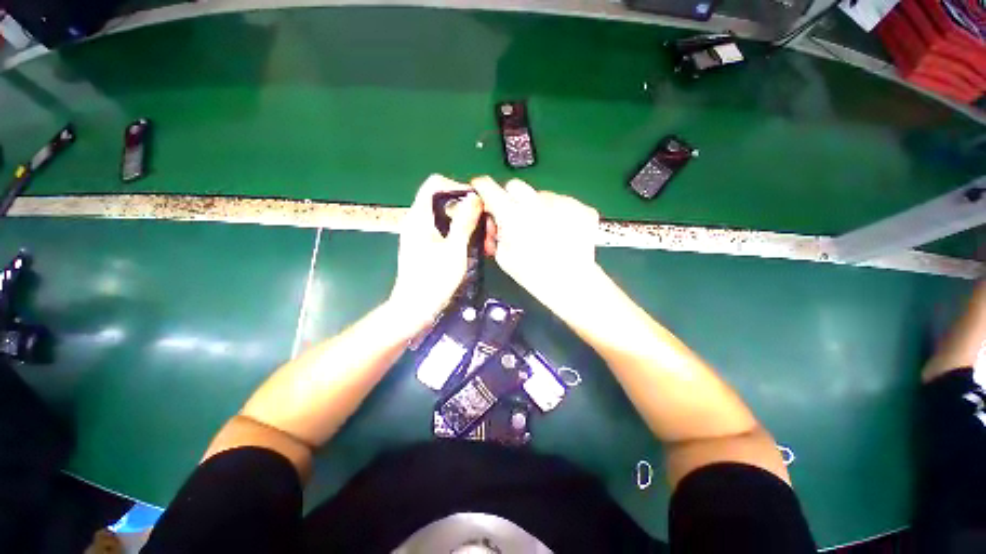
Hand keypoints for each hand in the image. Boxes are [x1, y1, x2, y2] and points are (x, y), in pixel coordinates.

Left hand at [388, 174, 481, 332]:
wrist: (415, 310)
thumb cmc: (433, 281)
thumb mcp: (454, 250)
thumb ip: (464, 222)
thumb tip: (474, 197)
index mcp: (420, 217)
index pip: (435, 184)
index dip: (457, 187)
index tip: (477, 203)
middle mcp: (418, 221)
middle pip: (445, 201)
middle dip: (468, 210)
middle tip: (487, 228)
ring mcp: (422, 235)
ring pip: (448, 218)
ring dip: (468, 225)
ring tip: (486, 242)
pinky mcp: (427, 247)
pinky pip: (446, 232)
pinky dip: (461, 235)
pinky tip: (475, 249)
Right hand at [471, 176, 601, 317]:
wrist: (572, 284)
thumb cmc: (533, 275)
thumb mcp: (503, 257)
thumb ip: (496, 233)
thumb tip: (495, 220)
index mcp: (512, 215)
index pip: (488, 186)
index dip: (482, 187)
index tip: (482, 191)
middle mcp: (536, 202)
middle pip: (515, 186)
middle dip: (510, 198)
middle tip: (516, 217)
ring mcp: (562, 203)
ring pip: (541, 196)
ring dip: (537, 208)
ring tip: (546, 232)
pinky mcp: (581, 207)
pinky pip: (562, 204)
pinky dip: (559, 214)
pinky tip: (562, 232)